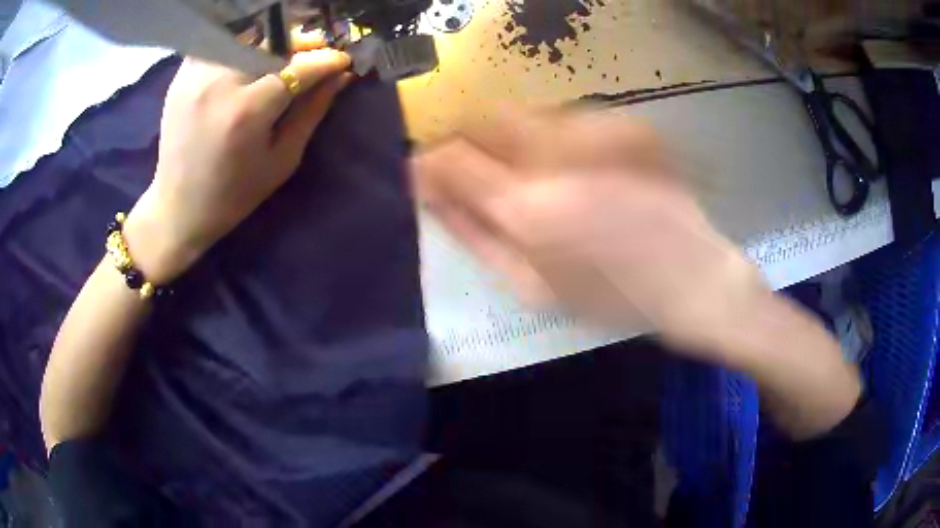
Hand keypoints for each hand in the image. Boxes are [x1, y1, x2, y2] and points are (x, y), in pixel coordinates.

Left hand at [124, 32, 351, 283]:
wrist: (178, 207)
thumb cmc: (234, 195)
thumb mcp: (281, 160)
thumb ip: (312, 112)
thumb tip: (340, 77)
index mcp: (248, 110)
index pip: (298, 67)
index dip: (326, 60)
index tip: (342, 62)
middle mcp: (221, 82)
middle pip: (273, 43)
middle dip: (301, 44)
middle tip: (315, 54)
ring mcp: (197, 74)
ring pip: (247, 38)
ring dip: (272, 43)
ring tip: (282, 57)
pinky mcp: (183, 75)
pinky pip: (222, 45)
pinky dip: (241, 47)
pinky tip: (249, 61)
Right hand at [413, 110, 770, 363]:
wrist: (692, 279)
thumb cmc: (611, 297)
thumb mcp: (533, 285)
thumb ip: (475, 234)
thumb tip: (430, 196)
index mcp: (530, 208)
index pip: (451, 160)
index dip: (429, 163)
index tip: (424, 173)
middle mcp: (560, 156)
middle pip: (485, 119)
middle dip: (470, 141)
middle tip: (484, 175)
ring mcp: (600, 132)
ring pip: (526, 114)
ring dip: (516, 140)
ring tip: (544, 179)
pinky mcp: (628, 124)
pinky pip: (570, 119)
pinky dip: (559, 139)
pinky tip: (584, 172)